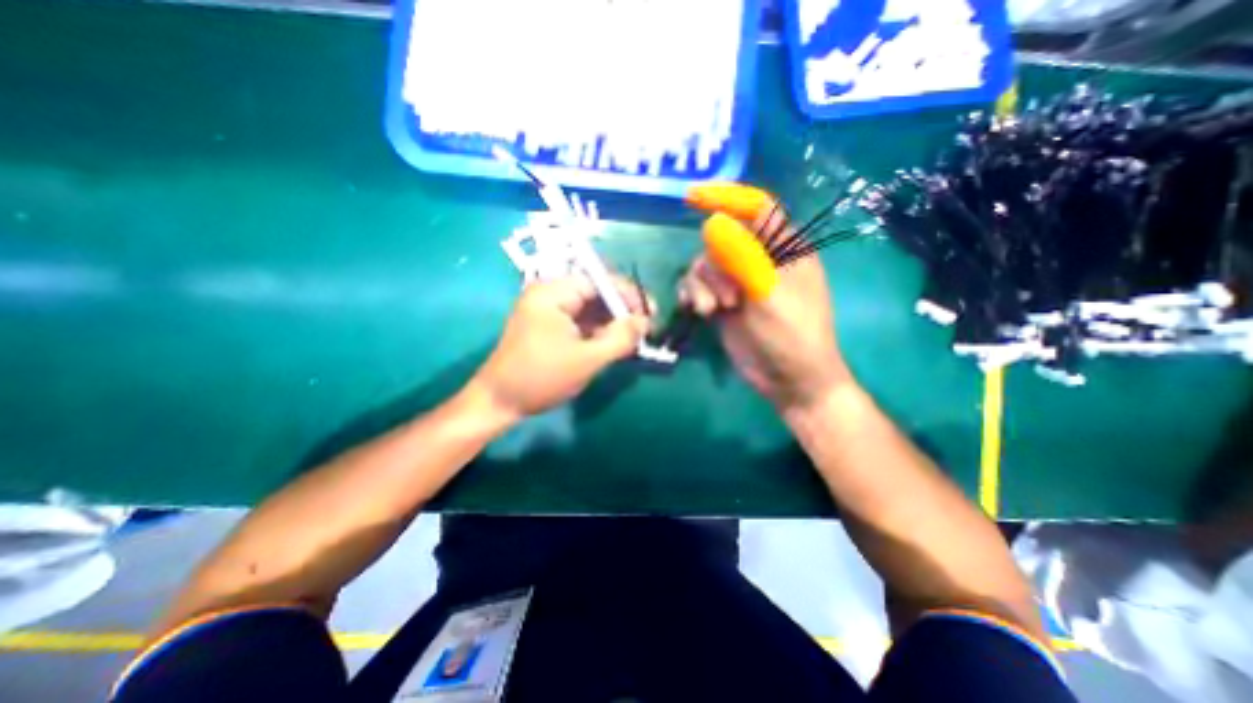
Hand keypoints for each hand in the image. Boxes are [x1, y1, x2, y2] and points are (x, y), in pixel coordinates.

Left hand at [467, 278, 645, 423]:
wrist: (499, 402)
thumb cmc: (541, 377)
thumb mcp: (587, 359)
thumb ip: (620, 338)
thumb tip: (645, 322)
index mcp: (553, 292)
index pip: (600, 281)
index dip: (628, 295)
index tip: (651, 313)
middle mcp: (549, 294)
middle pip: (595, 293)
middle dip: (622, 310)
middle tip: (645, 329)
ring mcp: (548, 310)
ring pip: (590, 309)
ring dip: (612, 322)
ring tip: (633, 338)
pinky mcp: (549, 326)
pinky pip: (581, 322)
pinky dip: (598, 331)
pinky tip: (614, 343)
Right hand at [684, 183, 851, 414]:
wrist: (788, 380)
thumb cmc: (792, 335)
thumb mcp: (769, 293)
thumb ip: (741, 256)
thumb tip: (713, 221)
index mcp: (784, 250)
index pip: (757, 209)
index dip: (728, 198)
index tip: (694, 197)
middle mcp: (759, 261)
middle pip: (722, 239)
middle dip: (715, 265)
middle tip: (727, 297)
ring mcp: (739, 283)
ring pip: (705, 265)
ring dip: (702, 285)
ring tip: (713, 310)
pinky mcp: (723, 303)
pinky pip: (698, 286)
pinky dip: (693, 294)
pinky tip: (698, 311)